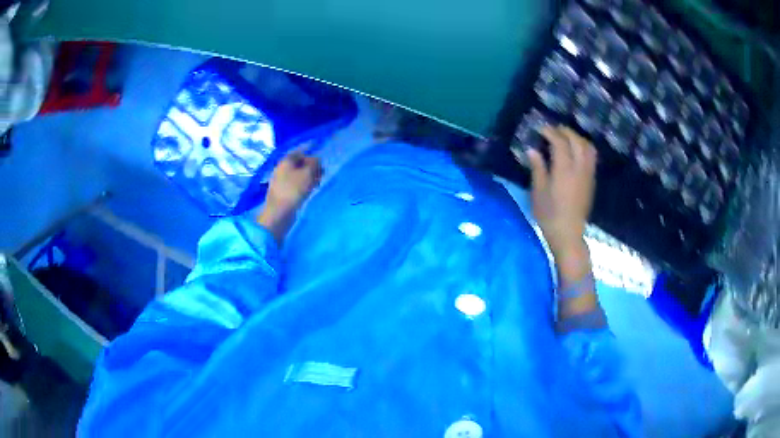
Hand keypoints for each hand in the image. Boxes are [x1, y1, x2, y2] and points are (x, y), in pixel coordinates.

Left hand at [258, 148, 322, 242]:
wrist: (278, 213)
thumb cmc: (293, 190)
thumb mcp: (307, 173)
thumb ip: (314, 163)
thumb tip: (317, 159)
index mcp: (286, 161)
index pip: (300, 152)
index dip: (311, 155)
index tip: (321, 163)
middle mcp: (281, 169)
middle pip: (299, 164)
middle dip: (311, 167)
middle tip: (321, 174)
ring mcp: (281, 181)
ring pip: (297, 175)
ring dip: (308, 177)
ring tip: (317, 183)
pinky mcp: (282, 192)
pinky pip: (295, 184)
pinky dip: (303, 185)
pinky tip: (309, 191)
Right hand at [516, 125, 596, 263]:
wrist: (568, 234)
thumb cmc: (549, 215)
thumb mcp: (538, 192)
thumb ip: (537, 168)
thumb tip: (532, 150)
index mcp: (564, 170)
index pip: (560, 142)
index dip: (550, 132)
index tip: (541, 128)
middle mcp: (579, 168)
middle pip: (576, 141)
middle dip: (565, 131)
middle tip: (553, 130)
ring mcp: (588, 174)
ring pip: (587, 147)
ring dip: (577, 138)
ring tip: (566, 138)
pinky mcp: (591, 181)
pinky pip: (591, 157)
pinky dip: (583, 148)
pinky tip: (575, 152)